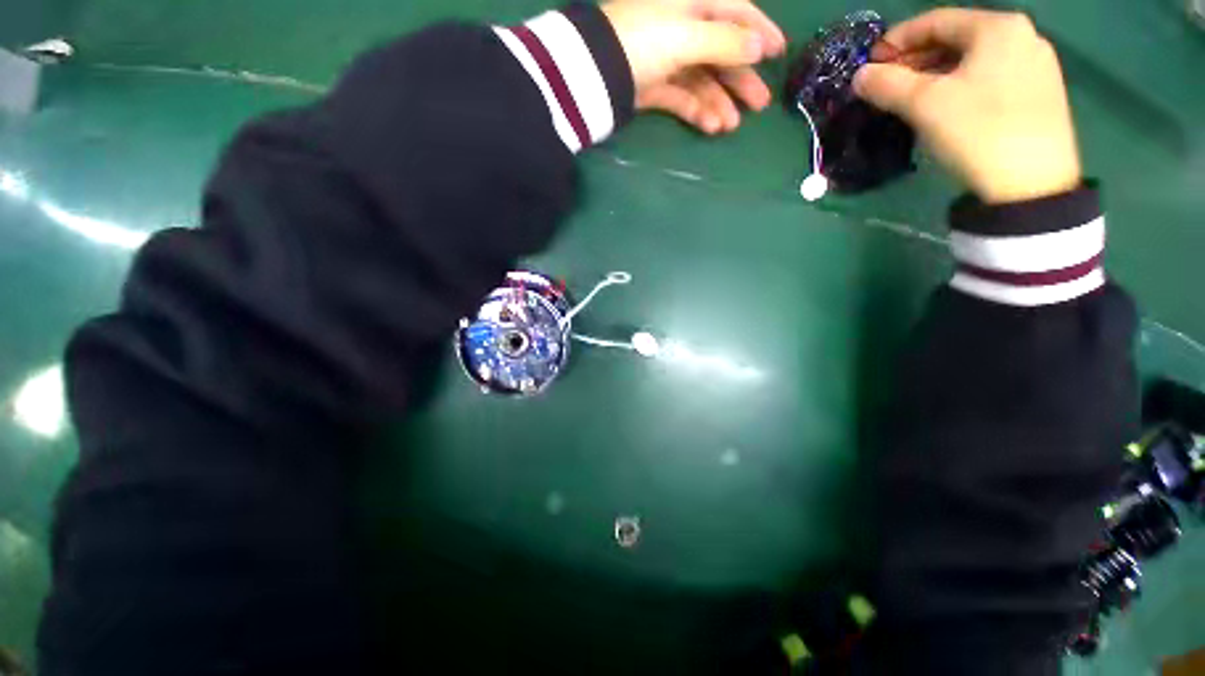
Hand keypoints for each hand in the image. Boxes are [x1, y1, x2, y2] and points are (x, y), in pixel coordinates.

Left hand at [601, 0, 786, 134]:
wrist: (594, 74)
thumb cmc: (643, 40)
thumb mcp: (687, 35)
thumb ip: (725, 41)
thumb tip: (759, 46)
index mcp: (690, 2)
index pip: (735, 10)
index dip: (759, 31)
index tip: (779, 53)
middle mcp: (681, 27)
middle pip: (720, 52)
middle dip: (740, 78)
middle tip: (760, 104)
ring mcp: (666, 59)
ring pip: (701, 80)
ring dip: (718, 102)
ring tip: (731, 126)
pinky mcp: (653, 87)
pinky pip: (681, 98)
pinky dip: (695, 111)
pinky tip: (710, 126)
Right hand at [853, 9, 1080, 203]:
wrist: (1032, 185)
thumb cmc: (978, 132)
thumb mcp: (925, 105)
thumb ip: (887, 84)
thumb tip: (860, 76)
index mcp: (997, 27)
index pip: (936, 21)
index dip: (897, 39)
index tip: (870, 62)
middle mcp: (1022, 36)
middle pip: (956, 38)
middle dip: (915, 58)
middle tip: (885, 83)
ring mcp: (1035, 65)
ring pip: (973, 59)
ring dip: (935, 73)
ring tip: (909, 97)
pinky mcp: (1040, 93)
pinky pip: (989, 76)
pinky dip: (960, 85)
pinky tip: (944, 105)